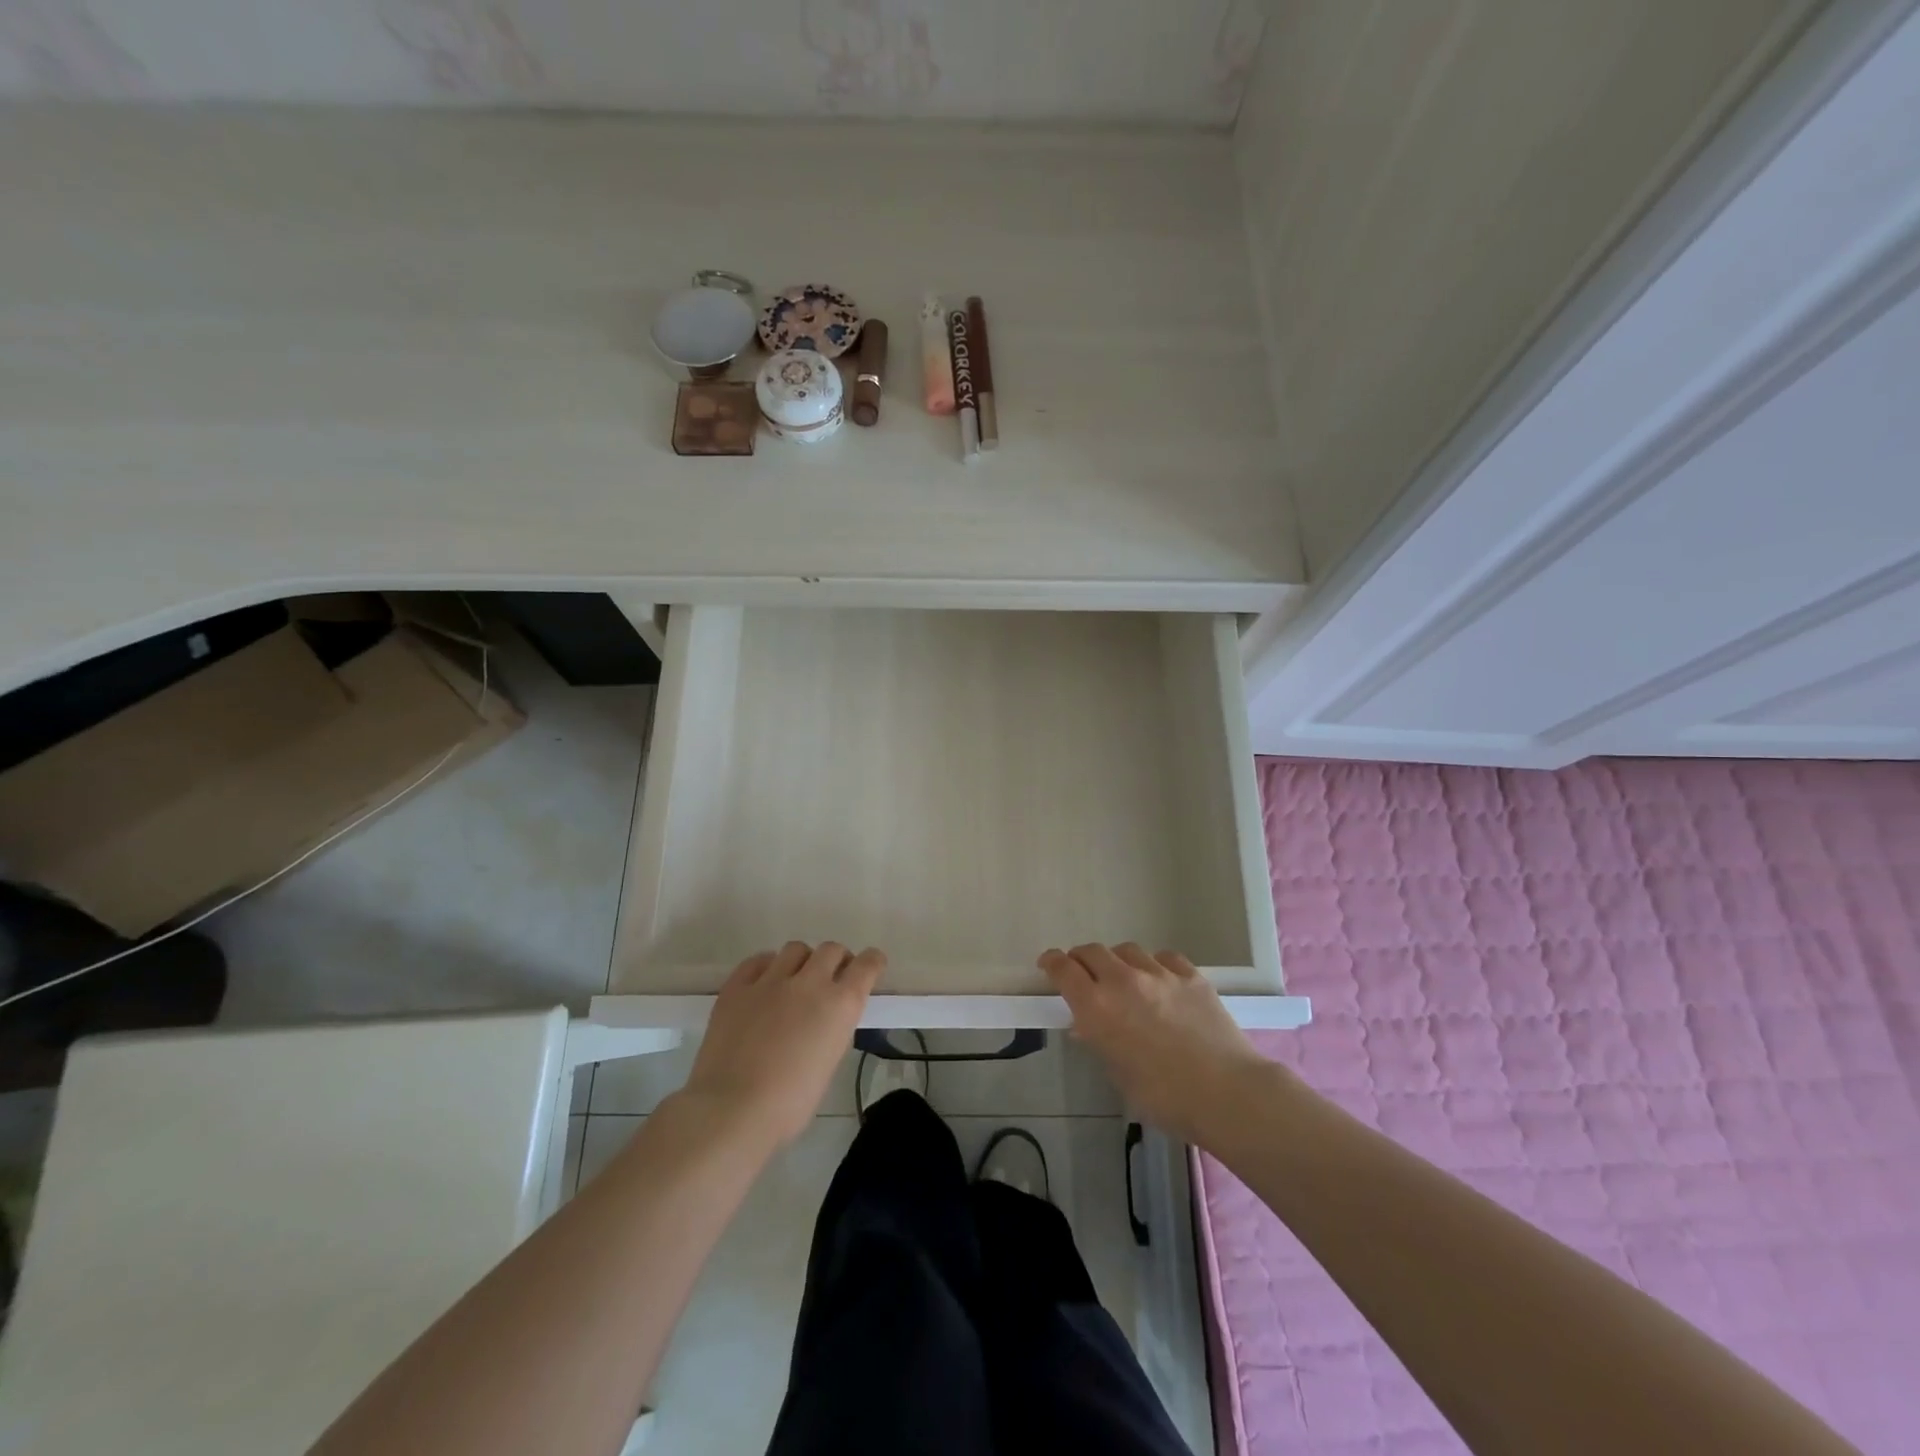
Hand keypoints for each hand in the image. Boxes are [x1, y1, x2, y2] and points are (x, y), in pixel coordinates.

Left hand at [682, 942, 885, 1148]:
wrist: (732, 1109)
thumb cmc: (789, 1103)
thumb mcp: (829, 1064)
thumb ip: (833, 1031)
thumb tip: (826, 1020)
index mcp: (840, 1005)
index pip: (866, 965)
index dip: (872, 962)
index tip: (871, 964)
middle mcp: (810, 983)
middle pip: (831, 950)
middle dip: (836, 960)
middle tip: (831, 978)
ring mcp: (771, 980)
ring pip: (795, 949)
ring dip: (802, 961)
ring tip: (794, 980)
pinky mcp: (737, 986)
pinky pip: (758, 961)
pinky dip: (767, 967)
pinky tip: (764, 984)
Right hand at [1040, 943, 1273, 1142]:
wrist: (1226, 1093)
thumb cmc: (1164, 1097)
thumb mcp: (1119, 1075)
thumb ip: (1101, 1042)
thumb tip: (1089, 1026)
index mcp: (1096, 1007)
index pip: (1063, 969)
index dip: (1052, 963)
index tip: (1048, 964)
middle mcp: (1122, 981)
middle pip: (1092, 952)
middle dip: (1082, 959)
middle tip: (1082, 972)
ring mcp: (1159, 973)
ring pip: (1126, 950)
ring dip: (1117, 961)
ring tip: (1124, 978)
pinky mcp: (1190, 975)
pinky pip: (1163, 958)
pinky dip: (1154, 965)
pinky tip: (1160, 980)